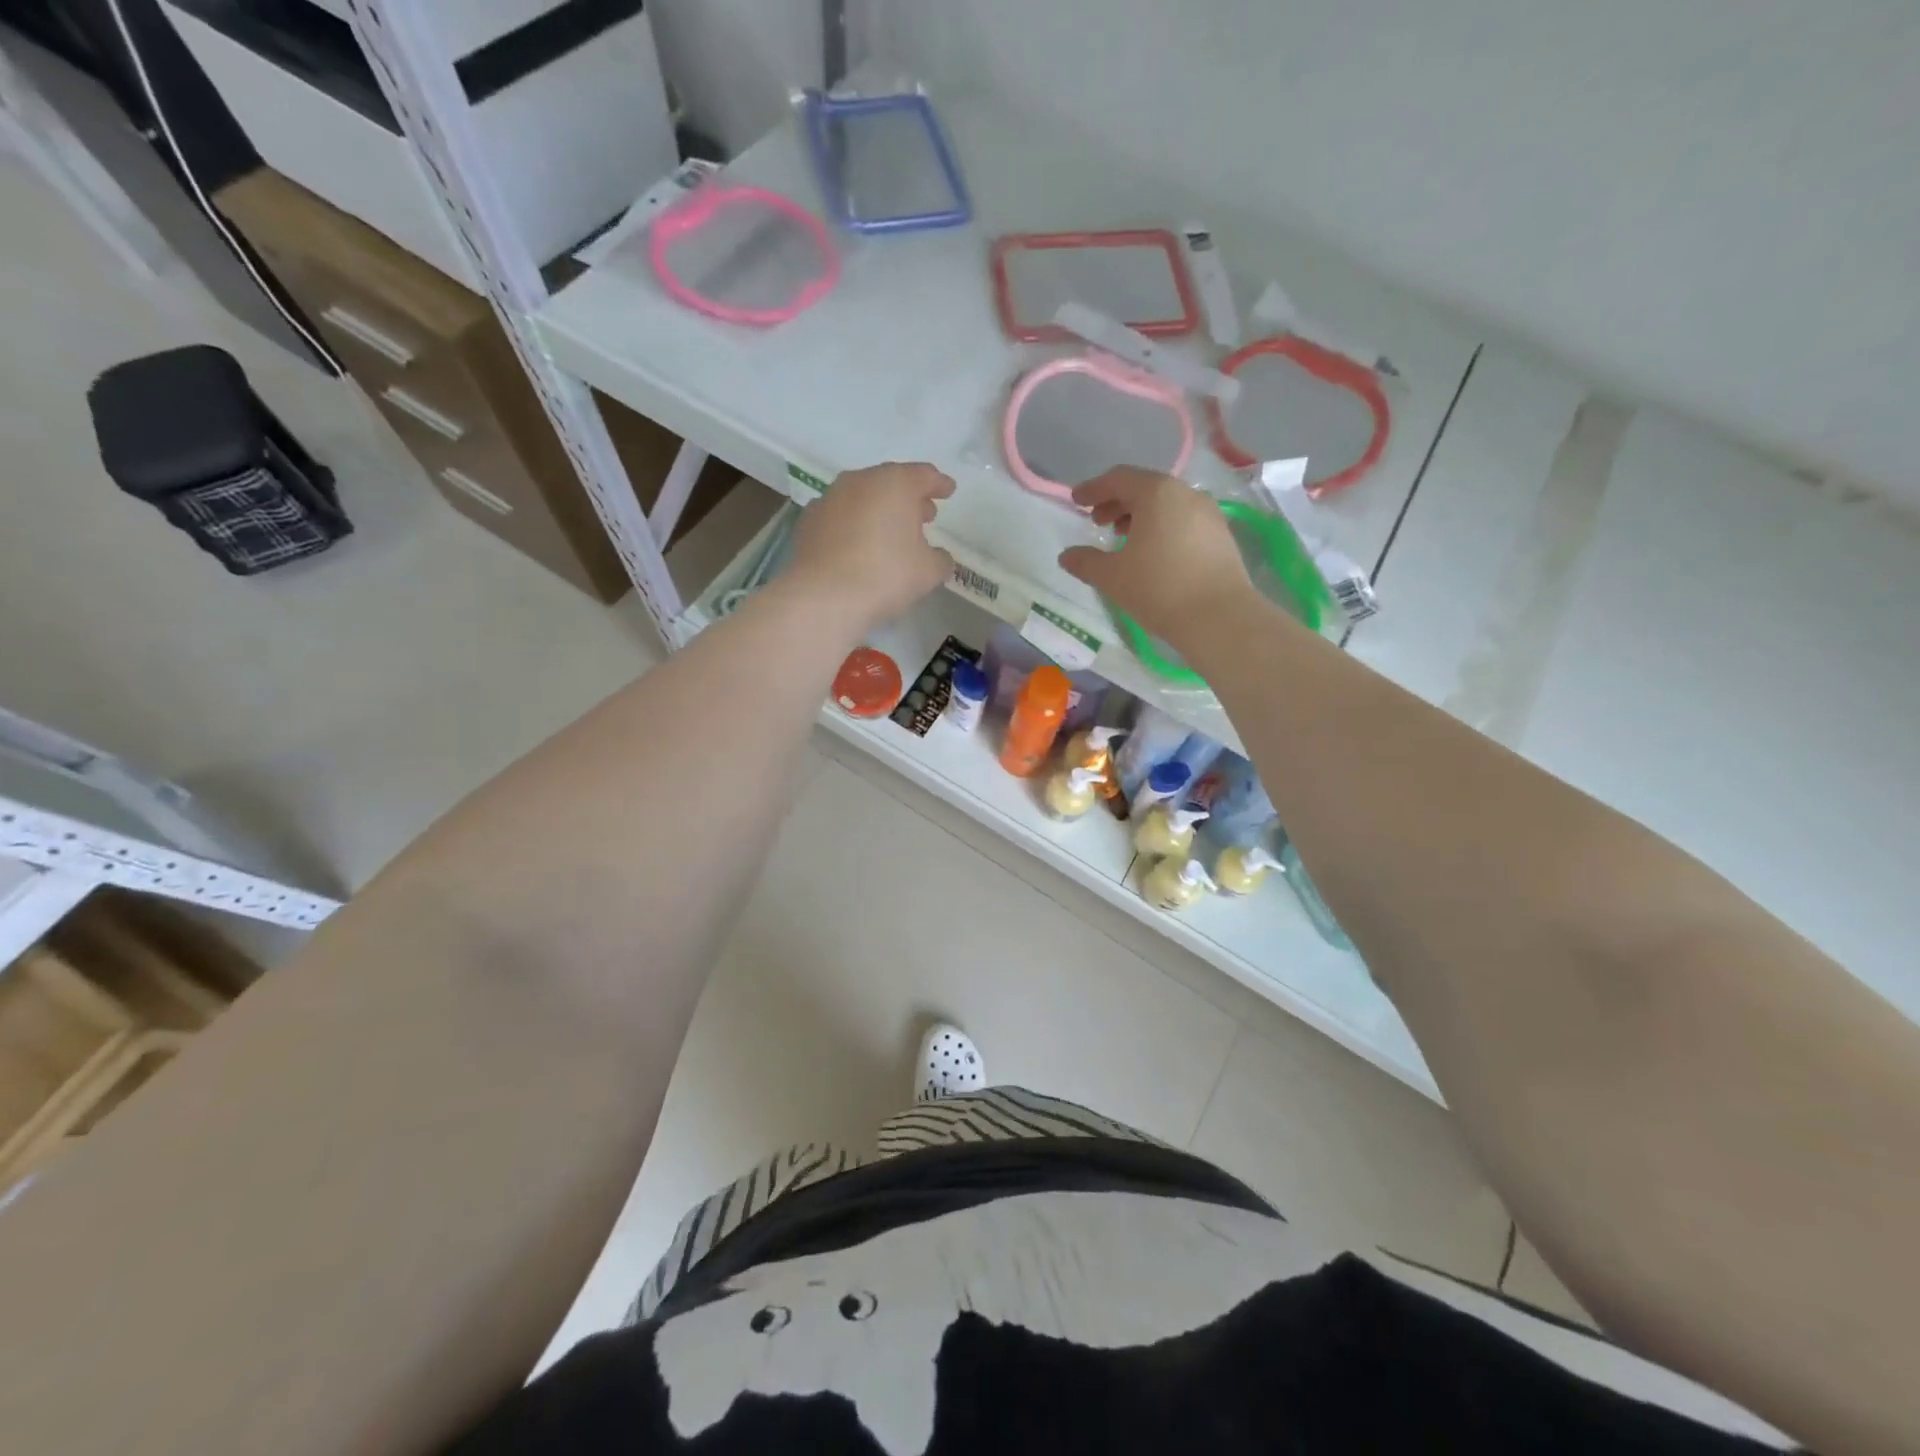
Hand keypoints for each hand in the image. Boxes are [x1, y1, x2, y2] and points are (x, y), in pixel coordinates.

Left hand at [785, 462, 954, 633]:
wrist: (824, 596)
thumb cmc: (886, 575)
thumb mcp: (929, 571)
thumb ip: (940, 558)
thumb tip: (937, 556)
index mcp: (895, 483)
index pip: (924, 475)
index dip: (939, 484)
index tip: (948, 491)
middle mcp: (860, 480)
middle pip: (891, 482)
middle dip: (909, 498)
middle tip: (923, 516)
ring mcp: (830, 498)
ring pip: (863, 496)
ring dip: (879, 509)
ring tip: (890, 532)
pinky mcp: (809, 520)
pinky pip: (840, 515)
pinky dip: (853, 523)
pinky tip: (858, 544)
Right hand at [1058, 468, 1255, 642]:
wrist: (1218, 617)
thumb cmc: (1159, 588)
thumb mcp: (1113, 577)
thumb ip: (1086, 562)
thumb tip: (1066, 556)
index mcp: (1156, 493)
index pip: (1119, 478)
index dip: (1094, 489)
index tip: (1076, 500)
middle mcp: (1185, 493)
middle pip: (1144, 487)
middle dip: (1117, 502)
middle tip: (1098, 522)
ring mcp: (1208, 513)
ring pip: (1166, 504)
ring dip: (1140, 515)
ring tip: (1124, 538)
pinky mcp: (1221, 534)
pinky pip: (1183, 519)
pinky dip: (1162, 526)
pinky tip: (1153, 552)